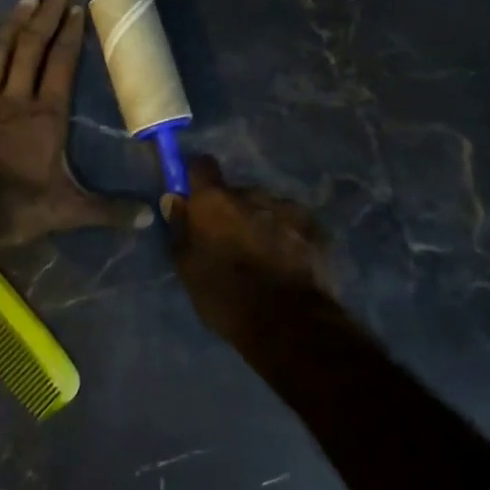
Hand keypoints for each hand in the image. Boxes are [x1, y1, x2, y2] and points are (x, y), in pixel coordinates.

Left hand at [0, 0, 151, 246]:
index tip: (77, 8)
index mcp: (46, 115)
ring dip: (11, 26)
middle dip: (45, 17)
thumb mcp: (71, 210)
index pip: (62, 65)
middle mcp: (14, 99)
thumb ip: (110, 210)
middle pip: (31, 49)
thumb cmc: (19, 207)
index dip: (70, 35)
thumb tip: (150, 219)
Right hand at [163, 155, 338, 333]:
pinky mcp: (314, 227)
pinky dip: (287, 236)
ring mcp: (287, 208)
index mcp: (216, 201)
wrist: (287, 323)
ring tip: (262, 257)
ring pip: (266, 208)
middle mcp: (252, 193)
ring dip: (261, 223)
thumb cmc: (225, 296)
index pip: (202, 166)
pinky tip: (286, 263)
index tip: (195, 196)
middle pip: (237, 193)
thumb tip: (175, 199)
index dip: (197, 178)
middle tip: (231, 242)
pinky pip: (292, 224)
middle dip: (232, 211)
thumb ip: (181, 228)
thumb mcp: (188, 268)